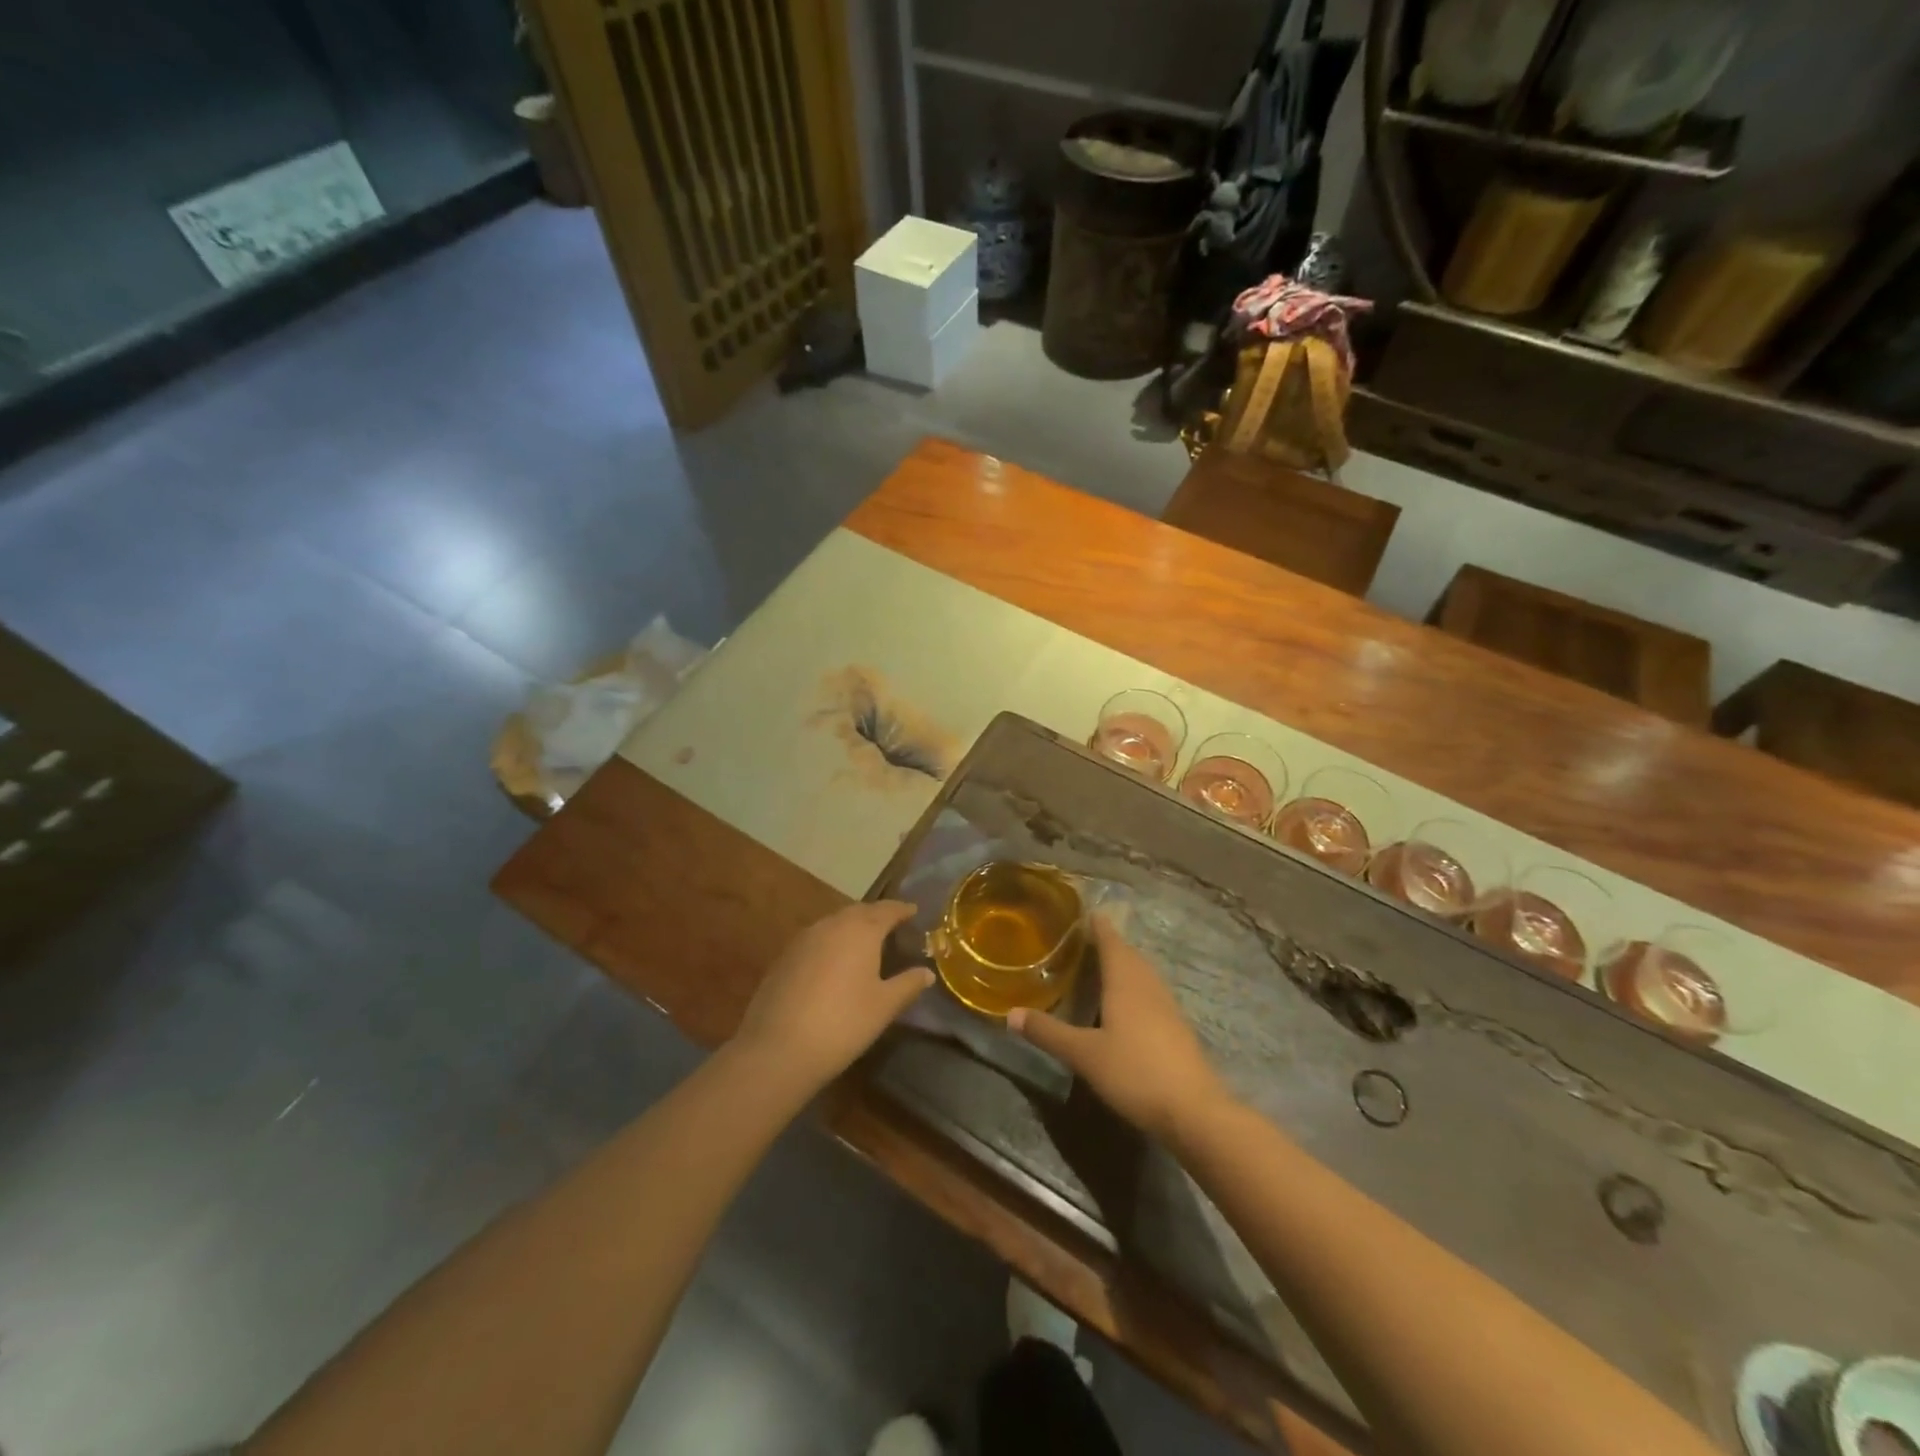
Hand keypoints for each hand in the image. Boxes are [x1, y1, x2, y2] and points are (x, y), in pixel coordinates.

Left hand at [731, 901, 934, 1097]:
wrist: (779, 1048)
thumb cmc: (843, 1023)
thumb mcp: (884, 1006)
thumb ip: (908, 984)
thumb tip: (927, 972)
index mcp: (861, 930)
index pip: (887, 910)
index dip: (902, 909)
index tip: (913, 911)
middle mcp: (831, 925)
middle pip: (858, 911)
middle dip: (876, 915)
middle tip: (891, 925)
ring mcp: (803, 939)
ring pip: (834, 923)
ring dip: (851, 927)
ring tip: (864, 942)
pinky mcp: (784, 957)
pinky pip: (816, 939)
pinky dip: (831, 942)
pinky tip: (834, 962)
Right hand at [1008, 915, 1231, 1144]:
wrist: (1195, 1111)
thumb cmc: (1135, 1072)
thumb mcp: (1084, 1054)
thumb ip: (1048, 1032)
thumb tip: (1010, 1013)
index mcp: (1126, 981)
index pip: (1110, 940)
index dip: (1097, 925)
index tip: (1084, 911)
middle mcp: (1148, 985)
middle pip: (1128, 954)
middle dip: (1108, 943)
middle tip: (1083, 939)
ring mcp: (1167, 1006)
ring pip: (1142, 973)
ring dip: (1123, 964)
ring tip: (1100, 966)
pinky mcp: (1176, 1027)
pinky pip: (1150, 992)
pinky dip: (1133, 987)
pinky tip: (1124, 1004)